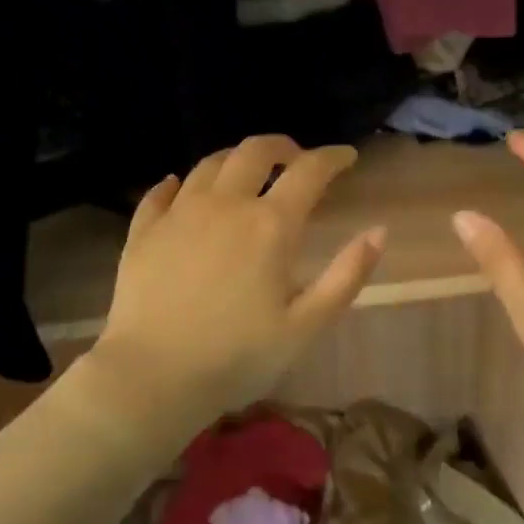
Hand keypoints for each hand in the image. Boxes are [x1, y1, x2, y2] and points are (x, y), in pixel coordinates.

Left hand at [91, 135, 386, 425]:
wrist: (153, 376)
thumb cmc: (238, 357)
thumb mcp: (306, 325)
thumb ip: (346, 275)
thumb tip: (379, 231)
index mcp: (270, 225)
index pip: (309, 171)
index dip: (333, 157)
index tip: (347, 157)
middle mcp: (225, 205)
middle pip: (255, 151)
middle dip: (283, 147)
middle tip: (295, 159)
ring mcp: (179, 213)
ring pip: (209, 164)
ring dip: (235, 159)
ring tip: (246, 171)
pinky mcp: (144, 231)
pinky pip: (161, 192)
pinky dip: (178, 183)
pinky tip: (179, 187)